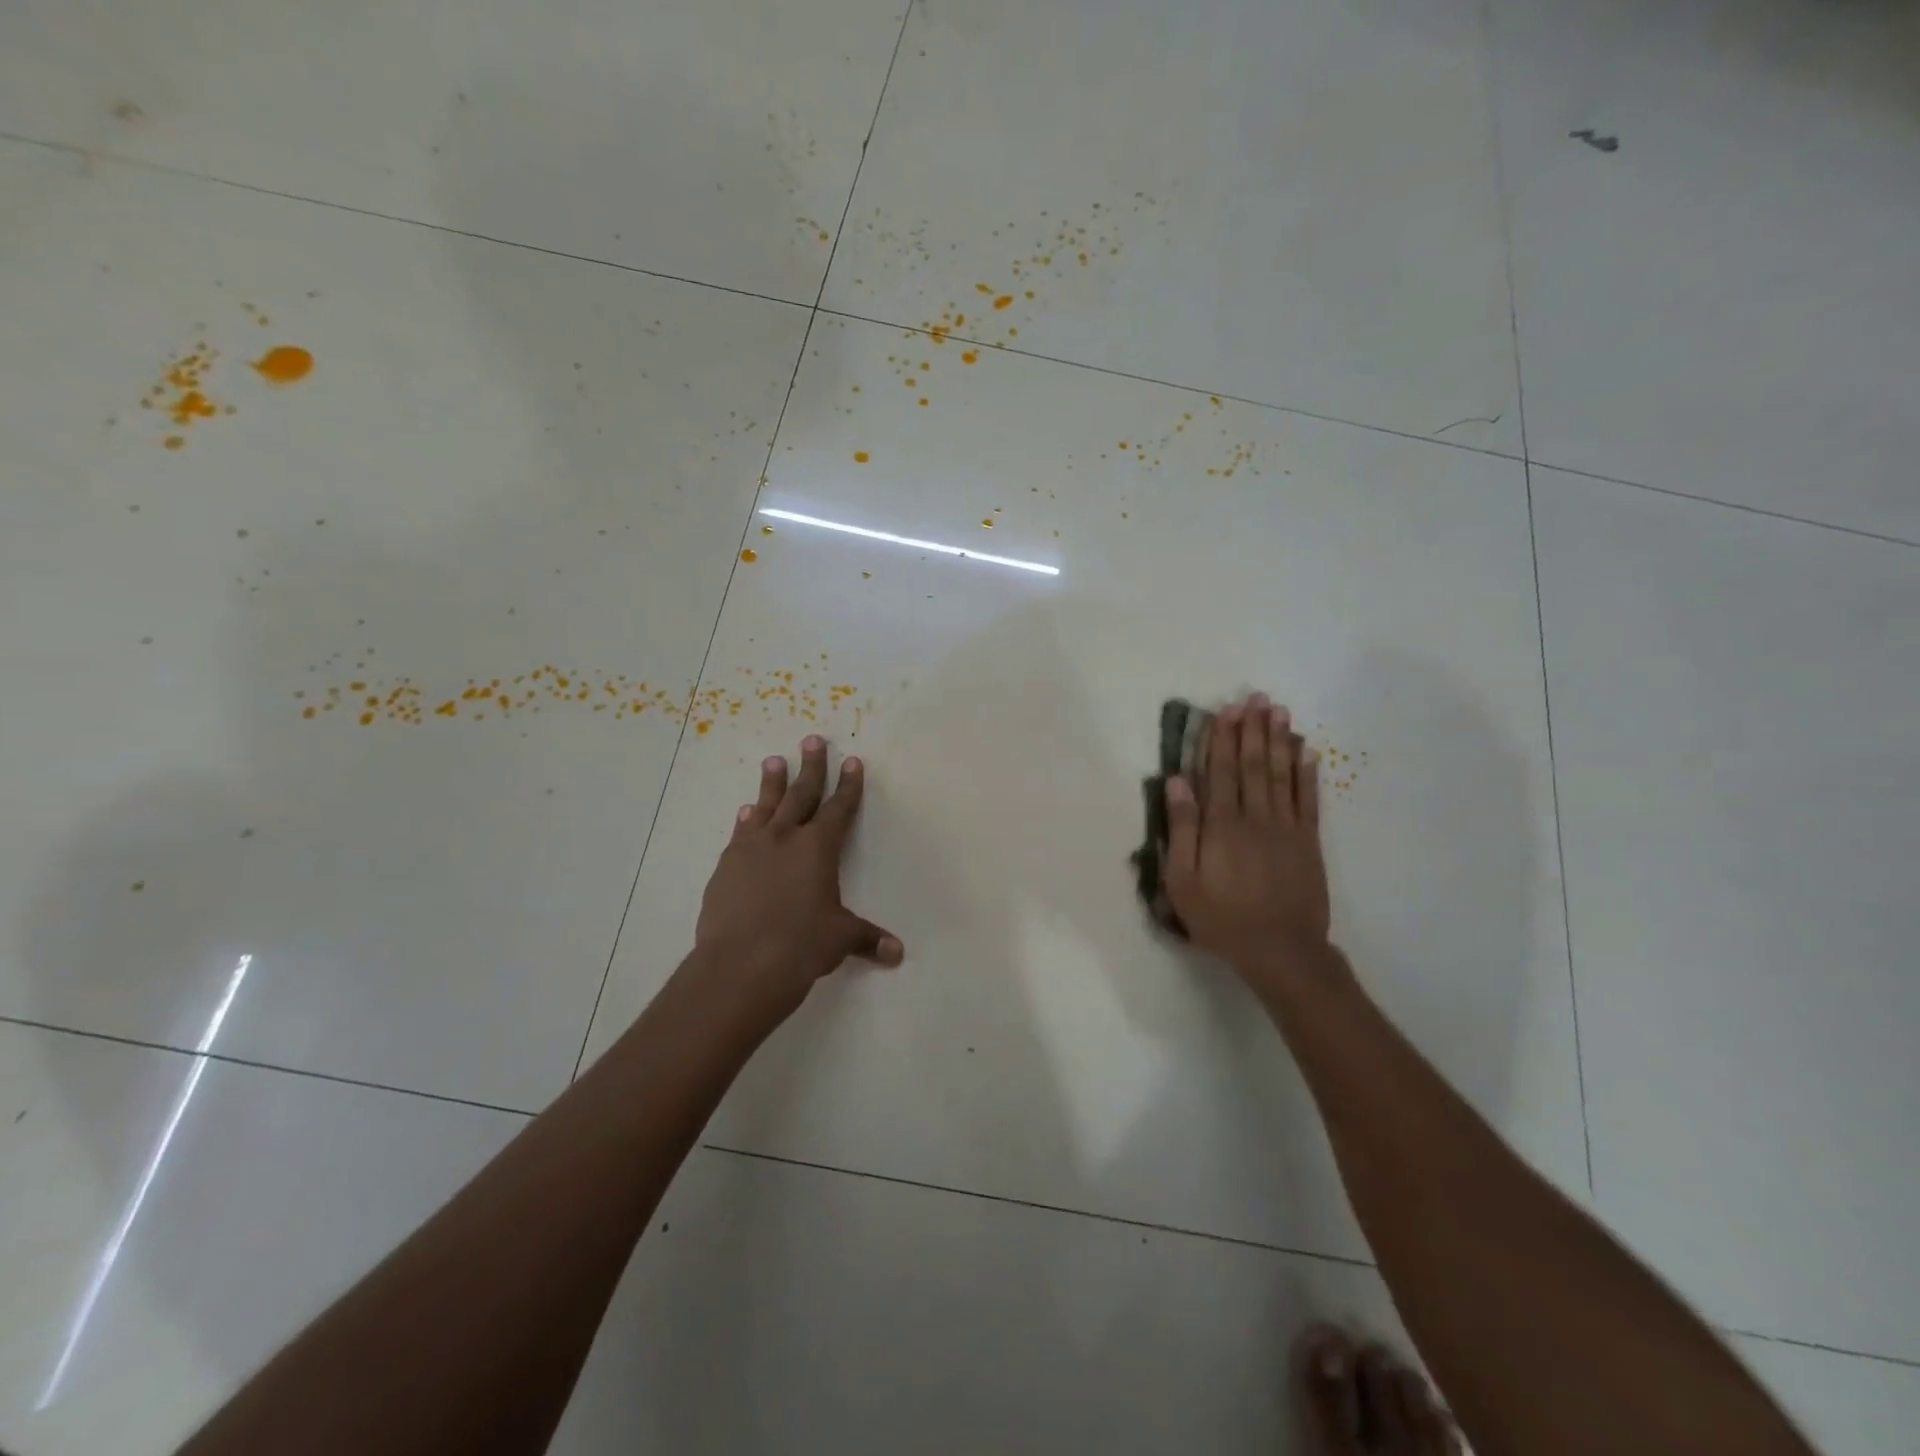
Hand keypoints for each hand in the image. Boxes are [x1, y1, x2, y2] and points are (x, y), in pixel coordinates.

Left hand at [692, 736, 901, 1025]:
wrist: (740, 965)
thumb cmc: (800, 945)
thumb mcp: (840, 939)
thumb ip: (867, 939)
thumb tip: (897, 953)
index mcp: (818, 848)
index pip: (839, 808)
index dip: (849, 785)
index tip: (852, 761)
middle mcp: (785, 838)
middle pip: (801, 794)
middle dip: (811, 767)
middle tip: (812, 740)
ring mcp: (750, 849)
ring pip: (765, 806)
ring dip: (772, 783)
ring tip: (773, 760)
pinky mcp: (726, 867)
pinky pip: (739, 834)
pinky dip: (745, 820)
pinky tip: (745, 813)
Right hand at [1162, 693, 1334, 991]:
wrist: (1281, 951)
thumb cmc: (1221, 918)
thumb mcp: (1183, 881)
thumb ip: (1181, 829)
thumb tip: (1177, 781)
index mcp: (1222, 825)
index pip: (1221, 771)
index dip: (1223, 738)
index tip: (1226, 710)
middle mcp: (1256, 817)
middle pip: (1253, 765)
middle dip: (1252, 729)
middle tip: (1256, 698)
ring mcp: (1287, 828)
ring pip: (1281, 774)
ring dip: (1279, 740)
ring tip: (1279, 711)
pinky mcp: (1308, 842)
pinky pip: (1309, 799)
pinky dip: (1307, 773)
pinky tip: (1307, 751)